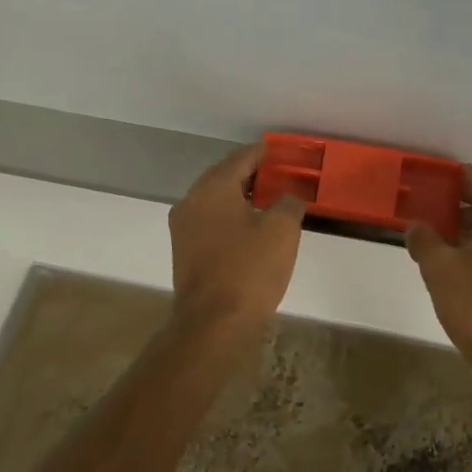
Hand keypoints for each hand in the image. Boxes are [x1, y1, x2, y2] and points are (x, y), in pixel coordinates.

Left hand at [168, 142, 306, 336]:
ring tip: (266, 199)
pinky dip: (229, 216)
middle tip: (275, 172)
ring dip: (239, 196)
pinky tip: (249, 227)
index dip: (260, 152)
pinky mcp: (184, 252)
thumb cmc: (249, 269)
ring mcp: (183, 228)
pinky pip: (210, 222)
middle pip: (223, 177)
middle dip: (248, 173)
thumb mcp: (282, 230)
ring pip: (214, 200)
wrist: (212, 323)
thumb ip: (288, 203)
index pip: (240, 158)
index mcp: (213, 188)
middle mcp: (191, 201)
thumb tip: (286, 197)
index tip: (276, 148)